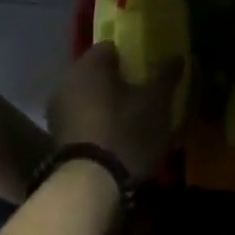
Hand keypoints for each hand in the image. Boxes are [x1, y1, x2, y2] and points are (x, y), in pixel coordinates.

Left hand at [47, 43, 182, 178]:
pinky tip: (117, 138)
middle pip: (99, 73)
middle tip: (145, 94)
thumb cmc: (126, 132)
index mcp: (89, 64)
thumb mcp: (156, 102)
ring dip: (108, 103)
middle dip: (120, 81)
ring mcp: (58, 111)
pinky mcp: (57, 138)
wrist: (91, 187)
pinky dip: (98, 123)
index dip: (133, 56)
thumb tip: (177, 55)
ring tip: (134, 119)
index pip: (112, 47)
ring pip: (90, 97)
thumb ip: (166, 75)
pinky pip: (83, 119)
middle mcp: (67, 81)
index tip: (149, 69)